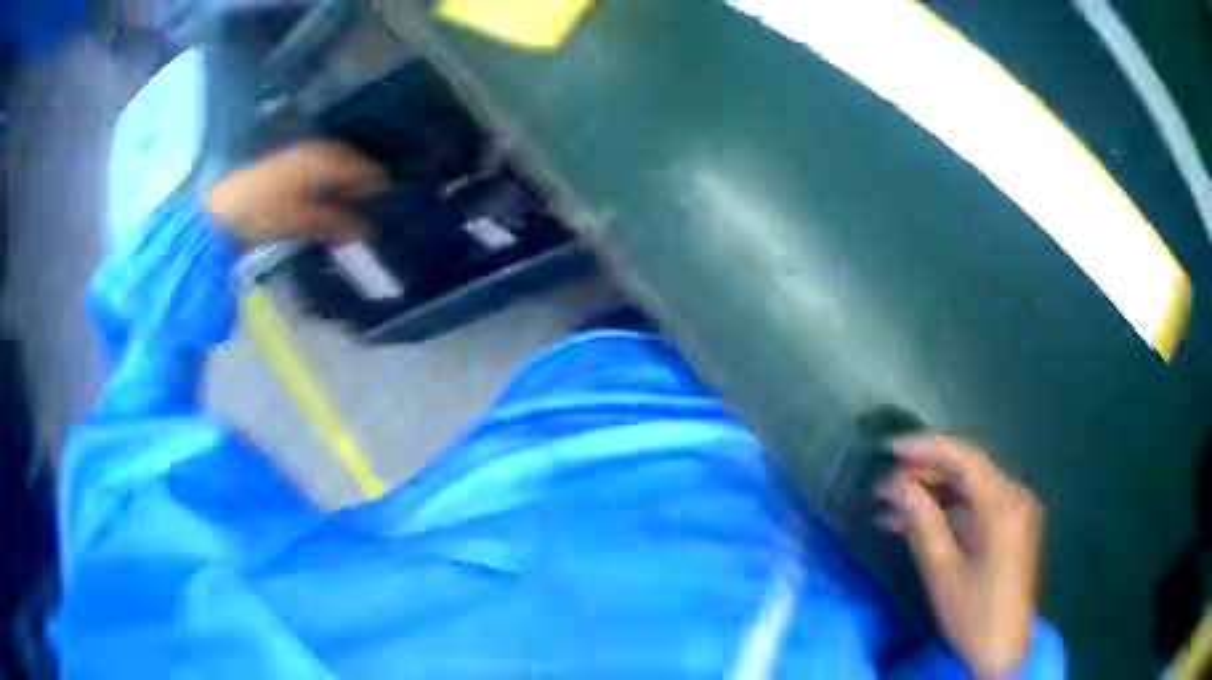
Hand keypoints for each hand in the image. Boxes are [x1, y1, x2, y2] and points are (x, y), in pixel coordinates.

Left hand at [205, 141, 388, 245]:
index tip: (391, 208)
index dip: (379, 188)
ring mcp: (303, 156)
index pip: (366, 169)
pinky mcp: (291, 167)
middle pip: (354, 166)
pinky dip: (331, 188)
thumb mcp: (303, 221)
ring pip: (338, 170)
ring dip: (348, 189)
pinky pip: (322, 173)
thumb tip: (367, 229)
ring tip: (357, 213)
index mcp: (326, 158)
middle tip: (376, 213)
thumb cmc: (264, 213)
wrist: (223, 211)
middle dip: (365, 188)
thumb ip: (337, 222)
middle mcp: (319, 150)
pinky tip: (332, 206)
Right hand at [875, 434, 1042, 677]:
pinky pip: (978, 508)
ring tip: (892, 508)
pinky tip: (918, 523)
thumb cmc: (974, 614)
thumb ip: (923, 523)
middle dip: (924, 475)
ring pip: (970, 490)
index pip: (965, 459)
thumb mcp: (943, 572)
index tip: (890, 449)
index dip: (927, 448)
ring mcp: (1016, 512)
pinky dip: (949, 512)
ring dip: (933, 495)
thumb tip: (899, 487)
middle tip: (884, 489)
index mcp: (1004, 505)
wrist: (1002, 650)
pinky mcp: (1012, 528)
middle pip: (968, 471)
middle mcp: (1015, 497)